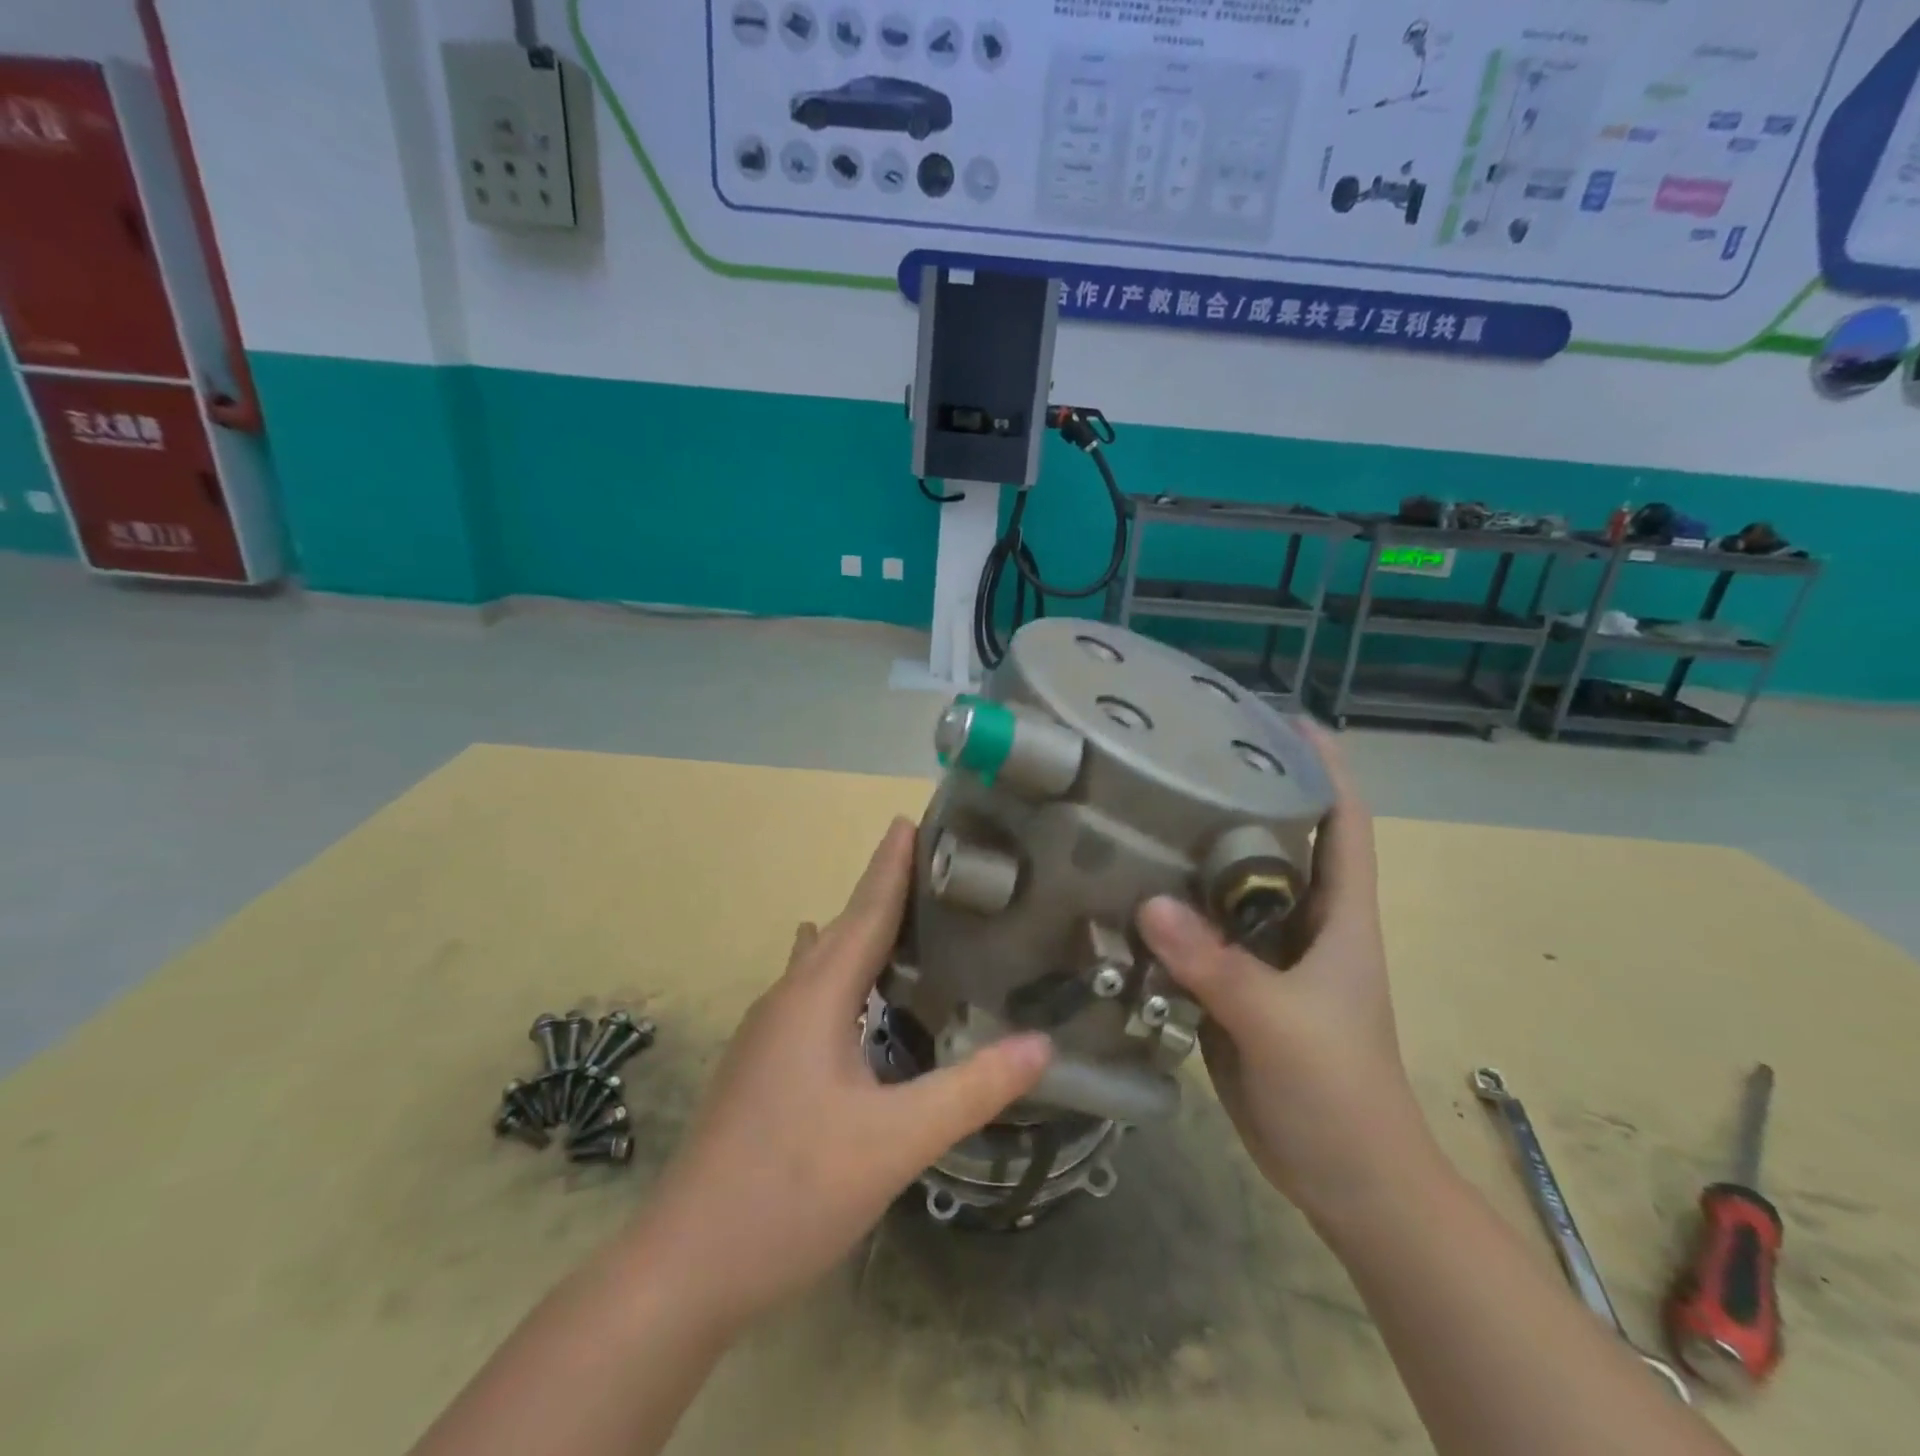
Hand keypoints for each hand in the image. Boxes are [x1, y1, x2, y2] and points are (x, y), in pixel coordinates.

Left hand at [640, 818, 1052, 1329]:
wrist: (685, 1266)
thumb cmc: (791, 1189)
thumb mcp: (895, 1141)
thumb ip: (972, 1089)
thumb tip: (1042, 1044)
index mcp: (817, 997)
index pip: (865, 911)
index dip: (891, 865)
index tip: (911, 819)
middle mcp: (787, 1000)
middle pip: (844, 929)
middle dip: (883, 893)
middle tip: (933, 869)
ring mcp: (766, 1034)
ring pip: (822, 963)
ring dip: (860, 934)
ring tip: (905, 919)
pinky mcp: (761, 1065)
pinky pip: (810, 994)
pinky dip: (842, 975)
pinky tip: (851, 988)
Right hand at [1136, 728, 1430, 1225]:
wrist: (1347, 1180)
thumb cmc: (1339, 1093)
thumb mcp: (1282, 1024)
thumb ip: (1218, 965)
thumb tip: (1149, 903)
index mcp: (1339, 914)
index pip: (1343, 820)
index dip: (1322, 764)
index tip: (1278, 717)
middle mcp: (1303, 922)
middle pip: (1275, 841)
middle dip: (1239, 795)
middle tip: (1178, 760)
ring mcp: (1267, 955)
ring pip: (1229, 887)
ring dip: (1193, 855)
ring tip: (1137, 815)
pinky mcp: (1234, 986)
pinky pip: (1199, 935)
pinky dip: (1169, 913)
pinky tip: (1124, 893)